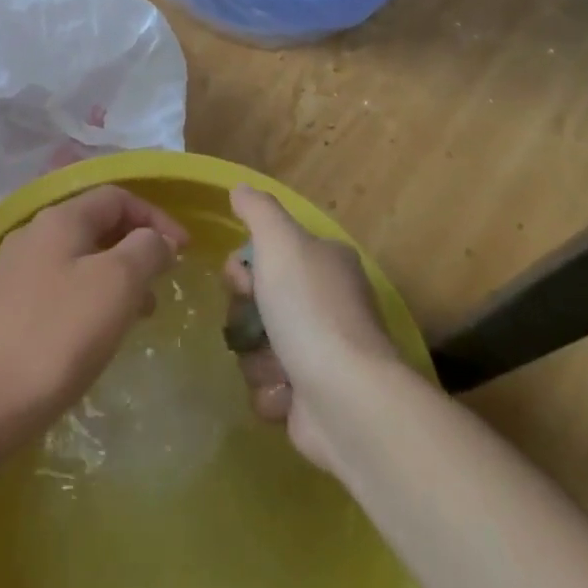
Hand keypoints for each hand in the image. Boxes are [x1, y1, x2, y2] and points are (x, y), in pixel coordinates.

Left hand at [0, 185, 187, 450]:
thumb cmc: (54, 337)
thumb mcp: (116, 284)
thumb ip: (145, 250)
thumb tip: (156, 240)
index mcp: (59, 219)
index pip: (117, 197)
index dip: (155, 217)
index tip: (184, 252)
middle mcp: (32, 235)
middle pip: (96, 225)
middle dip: (136, 248)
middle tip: (163, 284)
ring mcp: (12, 273)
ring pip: (78, 260)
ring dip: (115, 277)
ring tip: (139, 316)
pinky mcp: (2, 311)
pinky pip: (59, 289)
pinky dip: (89, 300)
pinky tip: (96, 336)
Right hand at [224, 185, 401, 470]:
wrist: (347, 399)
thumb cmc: (311, 310)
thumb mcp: (281, 242)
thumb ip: (258, 210)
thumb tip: (240, 188)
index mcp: (326, 263)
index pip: (268, 254)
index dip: (244, 268)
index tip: (242, 281)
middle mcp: (326, 304)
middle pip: (257, 302)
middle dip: (246, 317)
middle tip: (257, 326)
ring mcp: (321, 353)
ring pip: (258, 347)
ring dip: (258, 359)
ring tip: (278, 368)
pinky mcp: (312, 399)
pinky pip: (269, 389)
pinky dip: (271, 393)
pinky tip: (287, 395)